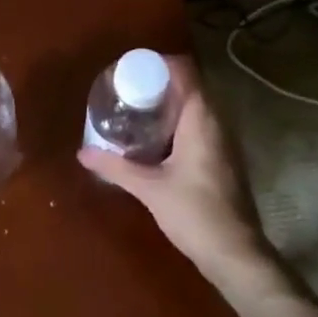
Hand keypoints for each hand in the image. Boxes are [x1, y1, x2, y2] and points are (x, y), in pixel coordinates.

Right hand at [76, 56, 278, 294]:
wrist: (236, 254)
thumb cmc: (194, 213)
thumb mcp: (149, 188)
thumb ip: (115, 167)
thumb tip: (82, 152)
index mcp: (202, 119)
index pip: (185, 72)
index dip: (161, 63)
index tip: (133, 67)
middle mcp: (218, 122)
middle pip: (191, 86)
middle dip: (161, 83)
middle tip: (129, 88)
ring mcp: (225, 141)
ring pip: (197, 107)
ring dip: (171, 103)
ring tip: (138, 108)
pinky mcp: (225, 158)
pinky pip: (202, 125)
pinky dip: (181, 122)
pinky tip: (158, 138)